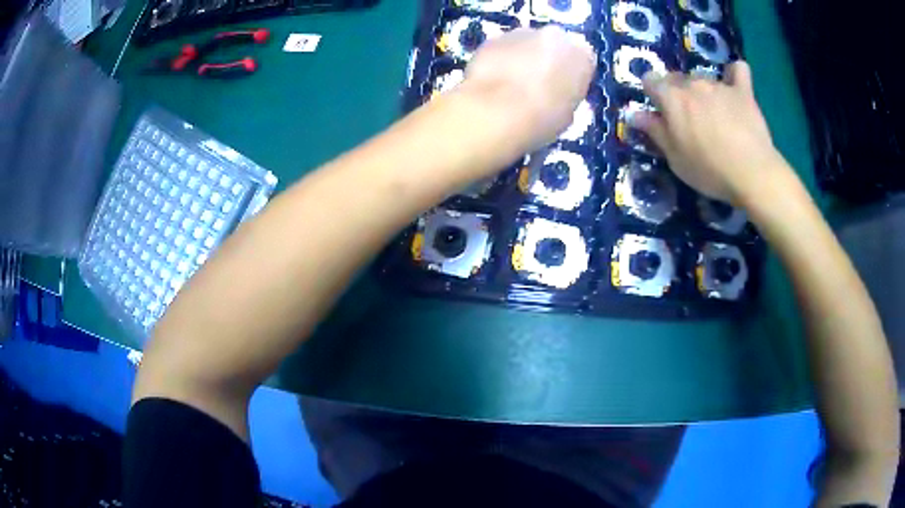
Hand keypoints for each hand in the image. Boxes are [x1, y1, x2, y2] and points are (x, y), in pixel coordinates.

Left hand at [462, 25, 596, 152]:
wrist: (498, 111)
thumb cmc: (543, 118)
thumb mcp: (569, 112)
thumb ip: (566, 92)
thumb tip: (557, 91)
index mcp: (582, 53)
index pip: (582, 58)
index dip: (571, 73)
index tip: (563, 88)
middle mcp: (555, 35)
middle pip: (553, 44)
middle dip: (546, 59)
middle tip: (536, 84)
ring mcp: (521, 33)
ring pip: (524, 43)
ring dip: (521, 58)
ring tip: (510, 85)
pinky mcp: (492, 38)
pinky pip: (500, 49)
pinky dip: (497, 61)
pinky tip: (492, 82)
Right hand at [631, 61, 783, 203]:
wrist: (752, 174)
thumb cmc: (709, 170)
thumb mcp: (675, 158)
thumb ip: (654, 131)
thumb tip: (633, 114)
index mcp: (671, 97)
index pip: (650, 80)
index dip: (653, 94)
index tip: (661, 113)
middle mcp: (692, 83)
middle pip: (677, 78)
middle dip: (678, 94)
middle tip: (689, 121)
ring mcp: (719, 84)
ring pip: (703, 79)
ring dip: (703, 92)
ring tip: (715, 117)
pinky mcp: (743, 91)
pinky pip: (738, 71)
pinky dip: (734, 75)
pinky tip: (734, 84)